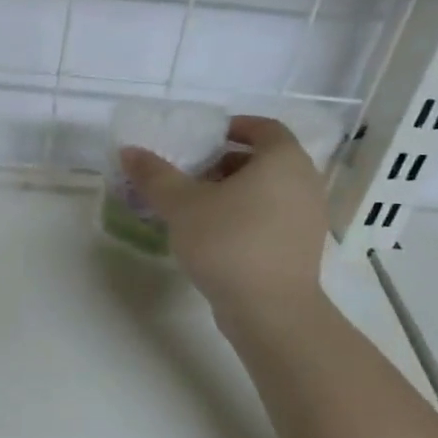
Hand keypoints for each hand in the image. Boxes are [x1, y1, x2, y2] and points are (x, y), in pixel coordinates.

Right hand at [120, 115, 327, 322]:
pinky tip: (216, 235)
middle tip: (192, 173)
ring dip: (236, 191)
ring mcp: (308, 217)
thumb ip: (155, 175)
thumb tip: (129, 151)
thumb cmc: (228, 243)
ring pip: (270, 190)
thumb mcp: (182, 205)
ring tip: (198, 206)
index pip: (264, 127)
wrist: (270, 310)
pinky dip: (247, 215)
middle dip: (228, 162)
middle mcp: (305, 182)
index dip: (235, 127)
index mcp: (283, 160)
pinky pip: (273, 216)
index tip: (205, 138)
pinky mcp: (301, 247)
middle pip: (265, 160)